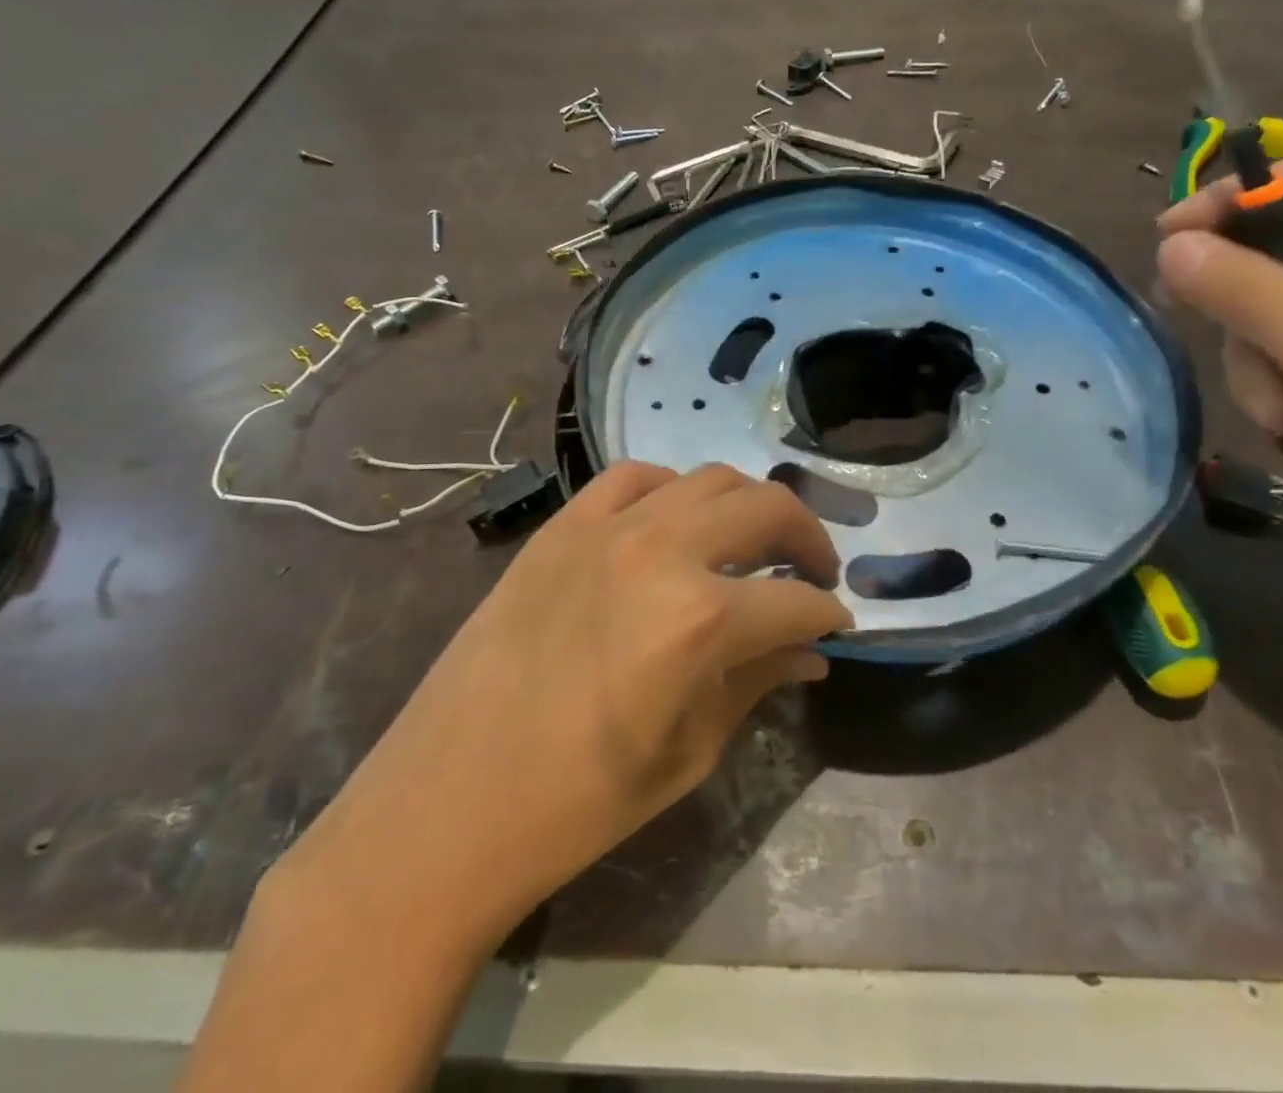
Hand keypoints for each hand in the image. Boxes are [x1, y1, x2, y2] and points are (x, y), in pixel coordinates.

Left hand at [273, 461, 849, 953]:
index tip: (835, 624)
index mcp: (700, 619)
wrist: (447, 803)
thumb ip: (757, 683)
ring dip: (745, 506)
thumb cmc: (578, 802)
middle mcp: (661, 550)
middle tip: (812, 571)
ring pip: (707, 478)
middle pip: (766, 507)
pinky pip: (633, 478)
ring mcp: (605, 527)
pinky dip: (671, 490)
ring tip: (750, 542)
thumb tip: (811, 651)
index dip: (826, 614)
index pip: (795, 599)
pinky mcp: (561, 525)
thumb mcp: (689, 752)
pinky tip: (675, 521)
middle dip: (807, 537)